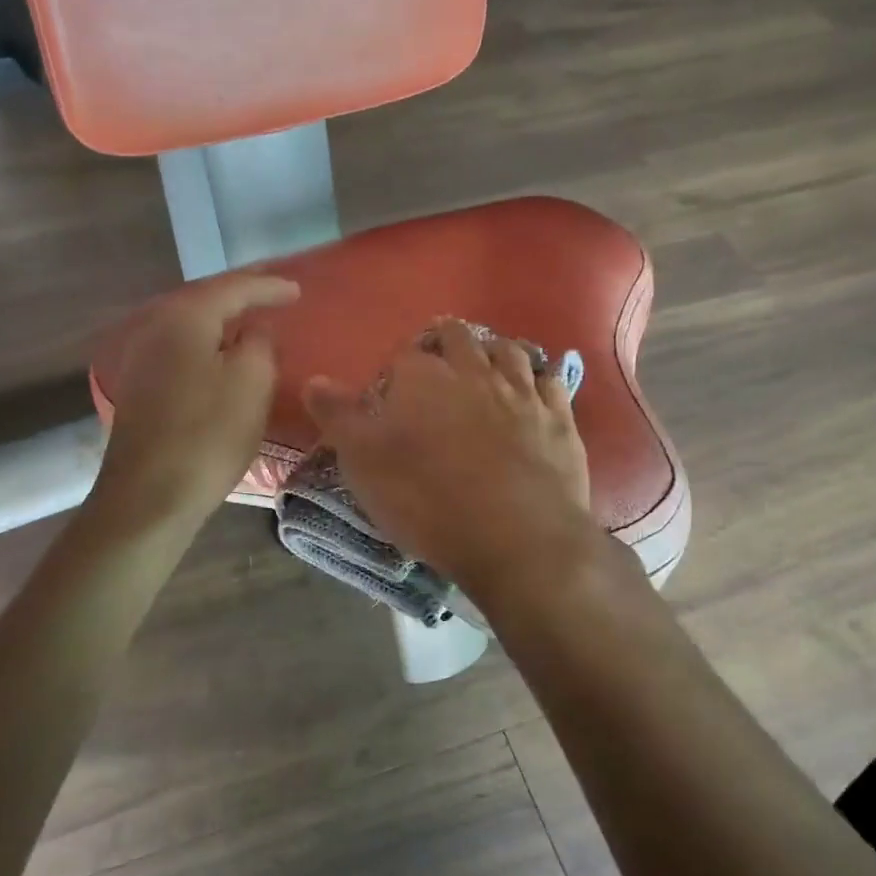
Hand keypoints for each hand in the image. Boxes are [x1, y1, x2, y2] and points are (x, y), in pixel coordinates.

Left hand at [94, 272, 299, 530]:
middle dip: (241, 298)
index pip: (233, 288)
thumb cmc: (208, 435)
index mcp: (185, 318)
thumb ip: (261, 343)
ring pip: (192, 328)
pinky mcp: (141, 389)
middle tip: (274, 297)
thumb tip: (256, 330)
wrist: (150, 496)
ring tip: (252, 325)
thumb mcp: (252, 383)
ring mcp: (143, 359)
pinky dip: (208, 348)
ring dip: (223, 324)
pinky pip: (183, 352)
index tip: (298, 291)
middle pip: (206, 301)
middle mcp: (156, 328)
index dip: (269, 287)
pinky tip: (222, 359)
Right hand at [304, 319, 596, 600]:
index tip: (394, 393)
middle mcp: (475, 371)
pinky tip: (535, 389)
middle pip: (459, 338)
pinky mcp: (560, 418)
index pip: (404, 355)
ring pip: (509, 351)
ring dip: (493, 353)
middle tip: (439, 367)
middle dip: (446, 344)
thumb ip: (338, 417)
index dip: (397, 370)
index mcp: (423, 377)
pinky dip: (540, 379)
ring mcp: (523, 392)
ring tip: (485, 367)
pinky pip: (552, 381)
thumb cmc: (427, 500)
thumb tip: (315, 379)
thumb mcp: (364, 463)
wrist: (516, 537)